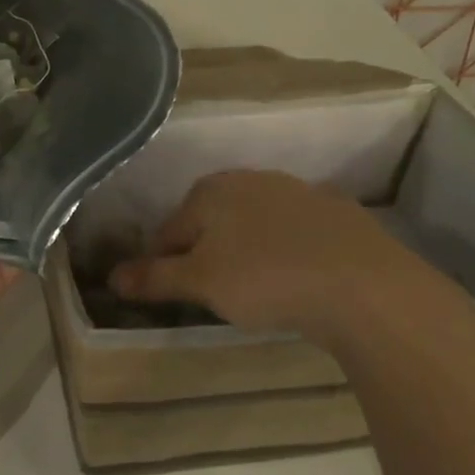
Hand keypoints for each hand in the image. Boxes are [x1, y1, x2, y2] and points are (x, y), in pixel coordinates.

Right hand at [108, 170, 466, 350]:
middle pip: (210, 222)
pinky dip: (286, 250)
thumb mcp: (202, 283)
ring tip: (255, 290)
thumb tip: (111, 277)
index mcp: (210, 191)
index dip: (162, 265)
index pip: (168, 231)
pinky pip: (293, 232)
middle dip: (204, 254)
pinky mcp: (335, 211)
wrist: (363, 284)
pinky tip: (297, 278)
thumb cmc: (266, 278)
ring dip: (245, 250)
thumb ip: (155, 277)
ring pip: (252, 224)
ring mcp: (296, 190)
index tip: (171, 296)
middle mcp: (249, 179)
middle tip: (214, 296)